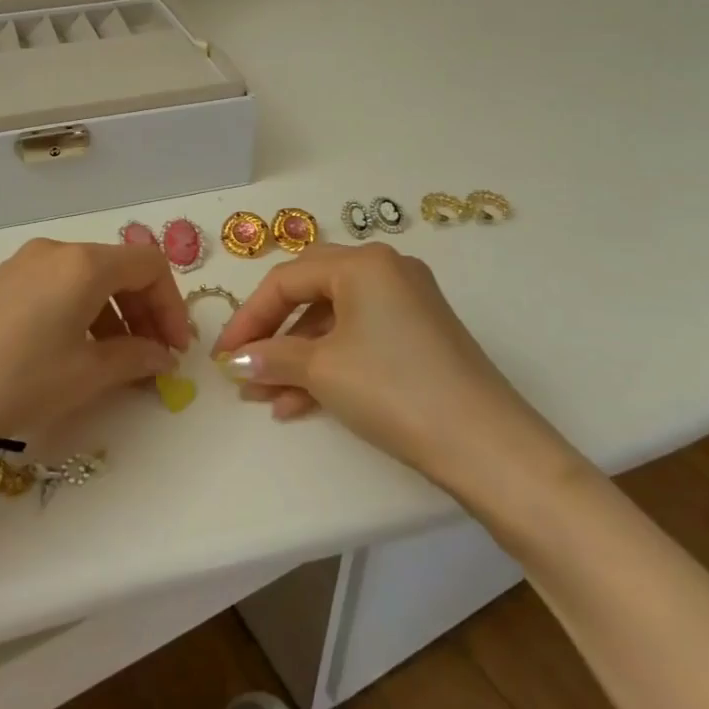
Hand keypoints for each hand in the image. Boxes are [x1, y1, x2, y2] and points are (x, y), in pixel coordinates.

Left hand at [0, 239, 191, 454]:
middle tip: (153, 357)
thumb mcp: (84, 375)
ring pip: (87, 279)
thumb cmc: (15, 379)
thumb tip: (162, 356)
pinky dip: (81, 313)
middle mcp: (55, 251)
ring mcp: (24, 264)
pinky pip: (58, 287)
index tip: (176, 349)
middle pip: (119, 269)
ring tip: (115, 362)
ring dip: (113, 315)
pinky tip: (73, 352)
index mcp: (83, 264)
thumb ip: (134, 358)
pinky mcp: (1, 282)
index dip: (171, 305)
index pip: (149, 265)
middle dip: (144, 310)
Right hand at [210, 243, 587, 515]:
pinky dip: (329, 363)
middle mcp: (387, 270)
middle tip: (244, 365)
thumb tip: (235, 361)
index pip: (286, 279)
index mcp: (362, 263)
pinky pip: (360, 338)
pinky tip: (302, 403)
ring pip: (334, 320)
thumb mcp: (322, 370)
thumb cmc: (393, 389)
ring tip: (268, 397)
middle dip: (272, 333)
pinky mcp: (421, 334)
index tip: (223, 355)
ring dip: (298, 356)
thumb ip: (271, 358)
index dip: (248, 317)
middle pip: (310, 292)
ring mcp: (408, 302)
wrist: (486, 445)